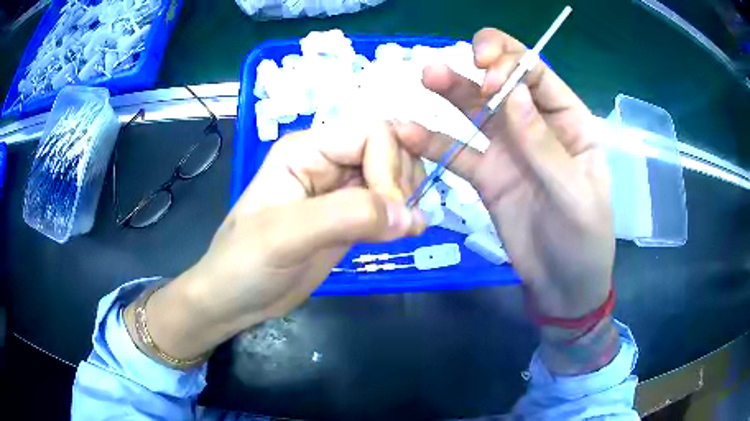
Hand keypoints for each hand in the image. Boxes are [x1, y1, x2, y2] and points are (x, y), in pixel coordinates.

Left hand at [130, 123, 425, 360]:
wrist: (235, 299)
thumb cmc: (245, 263)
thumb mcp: (285, 237)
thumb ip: (346, 217)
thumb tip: (410, 215)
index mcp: (306, 149)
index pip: (371, 134)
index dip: (390, 167)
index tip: (391, 212)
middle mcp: (327, 161)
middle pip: (389, 147)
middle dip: (404, 179)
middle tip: (403, 220)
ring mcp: (339, 190)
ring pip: (394, 173)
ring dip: (409, 195)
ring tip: (407, 228)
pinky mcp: (349, 218)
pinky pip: (389, 203)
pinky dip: (405, 213)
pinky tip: (409, 231)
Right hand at [398, 29, 613, 319]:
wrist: (562, 285)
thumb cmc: (584, 240)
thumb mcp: (576, 195)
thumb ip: (544, 146)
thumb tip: (513, 92)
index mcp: (569, 121)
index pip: (536, 74)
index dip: (509, 63)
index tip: (487, 76)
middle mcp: (535, 126)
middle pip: (502, 83)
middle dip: (475, 69)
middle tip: (443, 70)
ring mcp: (508, 149)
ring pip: (476, 110)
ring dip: (450, 91)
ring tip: (425, 78)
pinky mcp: (486, 176)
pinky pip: (457, 152)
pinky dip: (433, 142)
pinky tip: (408, 132)